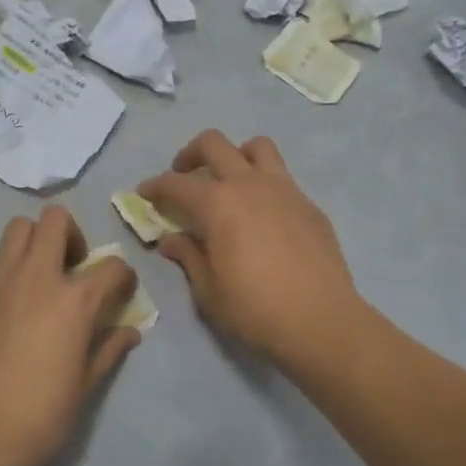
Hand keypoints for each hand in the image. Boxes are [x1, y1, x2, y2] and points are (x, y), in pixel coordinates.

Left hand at [0, 206, 139, 465]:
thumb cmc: (41, 418)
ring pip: (16, 228)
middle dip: (71, 235)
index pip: (112, 265)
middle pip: (56, 220)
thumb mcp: (86, 386)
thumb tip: (130, 332)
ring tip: (34, 276)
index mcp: (74, 300)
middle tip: (71, 267)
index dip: (123, 275)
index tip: (121, 290)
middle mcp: (36, 277)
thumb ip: (109, 349)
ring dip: (32, 243)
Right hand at [140, 131, 360, 369]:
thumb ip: (188, 256)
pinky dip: (264, 184)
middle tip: (183, 175)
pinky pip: (282, 178)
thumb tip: (171, 240)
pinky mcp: (309, 205)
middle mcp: (249, 184)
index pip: (175, 183)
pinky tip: (263, 216)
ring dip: (236, 155)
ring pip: (257, 147)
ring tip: (230, 181)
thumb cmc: (254, 309)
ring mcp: (284, 189)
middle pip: (214, 144)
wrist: (321, 321)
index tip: (144, 193)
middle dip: (190, 154)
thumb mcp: (208, 289)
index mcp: (217, 204)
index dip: (154, 186)